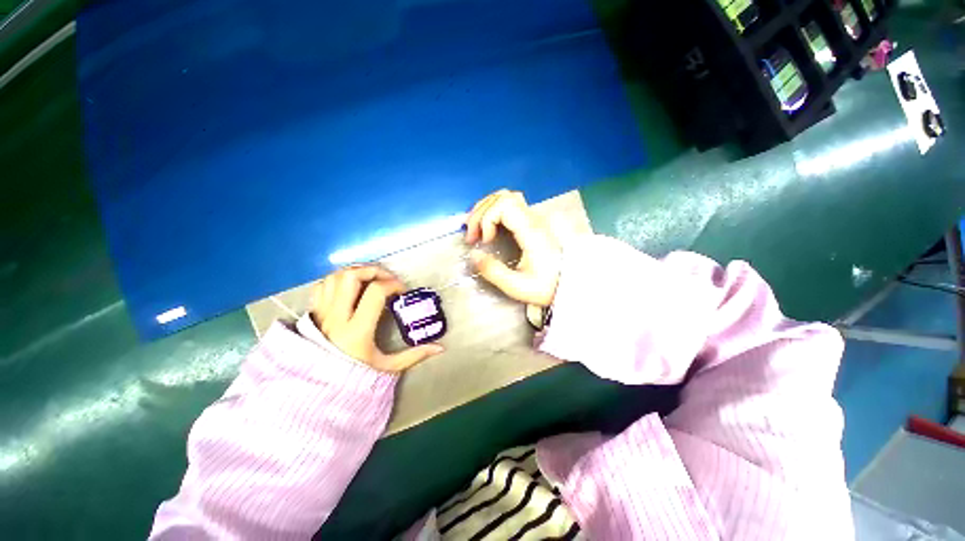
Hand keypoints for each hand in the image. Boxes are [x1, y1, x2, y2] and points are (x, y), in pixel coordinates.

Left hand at [311, 265, 443, 371]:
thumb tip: (440, 348)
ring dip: (355, 271)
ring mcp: (322, 314)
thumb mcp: (388, 367)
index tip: (402, 291)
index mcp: (357, 331)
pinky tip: (351, 286)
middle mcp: (336, 317)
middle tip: (387, 278)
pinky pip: (322, 285)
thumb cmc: (355, 378)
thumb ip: (414, 355)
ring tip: (371, 278)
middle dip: (373, 270)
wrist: (317, 391)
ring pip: (334, 277)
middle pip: (351, 277)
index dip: (393, 285)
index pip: (375, 292)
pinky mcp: (313, 313)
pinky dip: (337, 279)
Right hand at [465, 190, 560, 306]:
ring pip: (506, 197)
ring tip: (475, 228)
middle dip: (480, 212)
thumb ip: (494, 272)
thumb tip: (474, 255)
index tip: (484, 241)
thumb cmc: (546, 286)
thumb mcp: (518, 286)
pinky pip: (510, 206)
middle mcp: (533, 219)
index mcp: (531, 231)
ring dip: (486, 209)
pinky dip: (493, 211)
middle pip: (503, 197)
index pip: (504, 205)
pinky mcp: (533, 223)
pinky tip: (487, 226)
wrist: (570, 284)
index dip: (486, 219)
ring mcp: (534, 219)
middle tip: (471, 235)